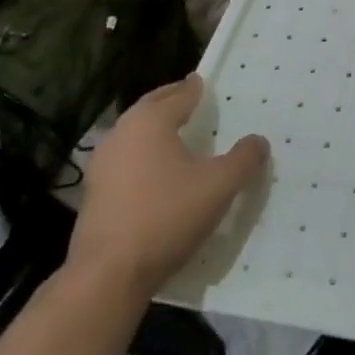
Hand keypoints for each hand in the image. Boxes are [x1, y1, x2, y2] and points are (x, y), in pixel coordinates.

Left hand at [67, 75, 268, 292]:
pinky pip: (126, 157)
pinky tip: (157, 168)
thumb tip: (258, 141)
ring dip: (156, 127)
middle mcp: (122, 133)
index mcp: (150, 122)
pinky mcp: (95, 191)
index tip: (204, 81)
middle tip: (191, 98)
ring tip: (177, 132)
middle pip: (151, 107)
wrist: (109, 273)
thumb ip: (243, 159)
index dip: (195, 88)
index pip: (178, 95)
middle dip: (172, 101)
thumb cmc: (167, 216)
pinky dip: (144, 152)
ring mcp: (103, 163)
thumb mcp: (219, 186)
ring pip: (134, 132)